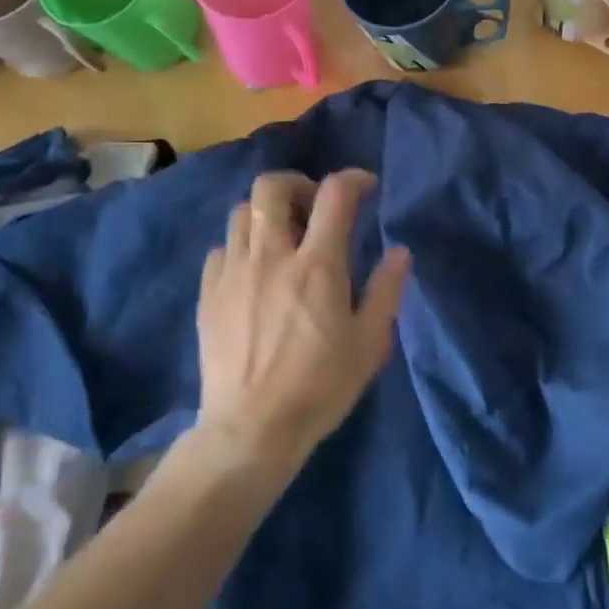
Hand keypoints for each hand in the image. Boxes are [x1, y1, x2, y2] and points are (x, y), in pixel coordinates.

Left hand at [194, 169, 410, 479]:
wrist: (251, 429)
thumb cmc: (320, 386)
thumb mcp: (369, 343)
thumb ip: (387, 290)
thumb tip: (400, 251)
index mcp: (317, 265)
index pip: (334, 194)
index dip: (353, 179)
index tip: (366, 187)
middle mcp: (271, 256)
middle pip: (271, 187)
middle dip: (297, 183)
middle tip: (314, 206)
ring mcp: (233, 272)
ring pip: (240, 212)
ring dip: (266, 214)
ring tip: (284, 238)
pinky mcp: (208, 293)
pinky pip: (221, 248)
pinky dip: (242, 246)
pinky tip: (254, 271)